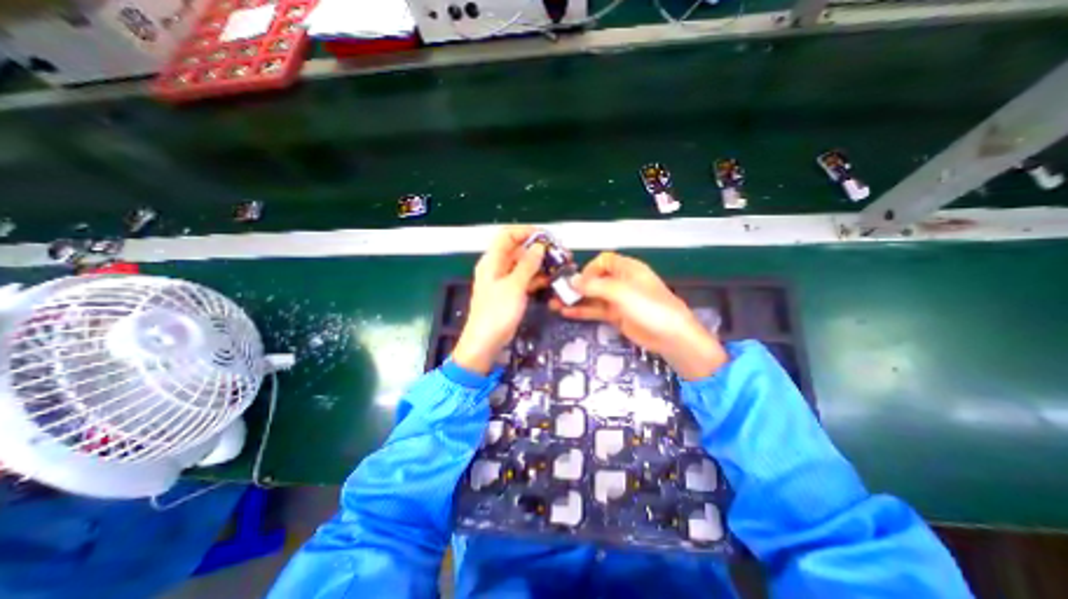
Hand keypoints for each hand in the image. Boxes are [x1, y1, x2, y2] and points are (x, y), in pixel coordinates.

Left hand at [455, 224, 545, 374]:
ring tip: (560, 266)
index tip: (546, 236)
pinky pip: (525, 279)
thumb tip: (540, 247)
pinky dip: (537, 278)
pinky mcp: (510, 292)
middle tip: (558, 253)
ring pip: (524, 265)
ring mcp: (504, 280)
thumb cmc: (497, 313)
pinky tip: (551, 280)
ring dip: (540, 264)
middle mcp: (497, 266)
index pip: (508, 235)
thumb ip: (527, 265)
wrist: (486, 341)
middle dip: (538, 249)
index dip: (526, 232)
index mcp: (492, 261)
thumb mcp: (514, 286)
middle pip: (518, 249)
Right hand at [549, 251, 724, 378]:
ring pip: (593, 296)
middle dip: (576, 285)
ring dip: (575, 299)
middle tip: (557, 293)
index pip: (603, 261)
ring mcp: (618, 300)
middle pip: (595, 279)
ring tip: (554, 304)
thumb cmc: (648, 306)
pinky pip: (596, 310)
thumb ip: (594, 286)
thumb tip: (571, 281)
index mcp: (627, 268)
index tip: (578, 281)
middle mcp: (621, 281)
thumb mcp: (620, 292)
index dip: (589, 268)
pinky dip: (582, 311)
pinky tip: (566, 313)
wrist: (671, 336)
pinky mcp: (616, 316)